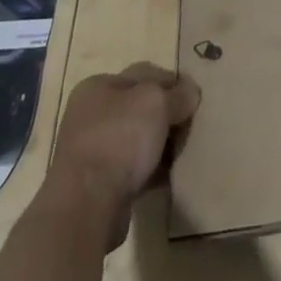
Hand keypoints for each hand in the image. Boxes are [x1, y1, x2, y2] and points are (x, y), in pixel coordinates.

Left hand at [46, 62, 199, 248]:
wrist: (87, 207)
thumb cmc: (119, 138)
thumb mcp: (156, 102)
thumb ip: (178, 94)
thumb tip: (190, 93)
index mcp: (97, 87)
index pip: (143, 74)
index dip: (171, 82)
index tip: (193, 96)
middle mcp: (90, 116)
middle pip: (139, 108)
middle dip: (166, 115)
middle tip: (191, 124)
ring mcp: (91, 153)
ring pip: (137, 140)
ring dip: (160, 145)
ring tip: (185, 151)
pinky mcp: (97, 186)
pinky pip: (133, 170)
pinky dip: (151, 171)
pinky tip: (171, 176)